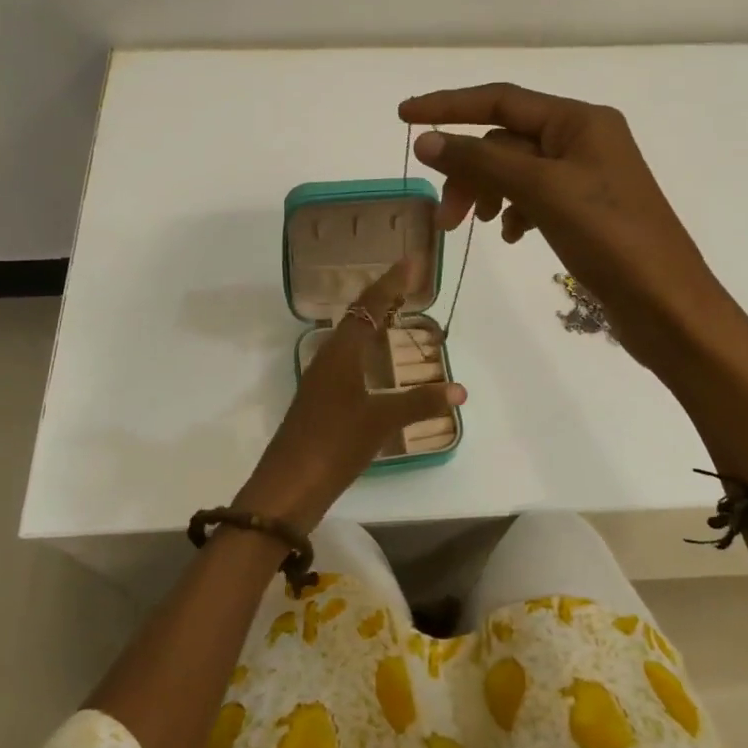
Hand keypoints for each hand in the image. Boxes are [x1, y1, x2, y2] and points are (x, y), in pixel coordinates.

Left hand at [239, 256, 466, 528]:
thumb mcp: (380, 421)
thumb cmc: (333, 444)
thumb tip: (459, 389)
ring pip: (351, 337)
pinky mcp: (321, 400)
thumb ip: (420, 403)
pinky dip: (367, 347)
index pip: (369, 306)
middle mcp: (328, 358)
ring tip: (398, 311)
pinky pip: (348, 358)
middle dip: (384, 295)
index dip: (392, 283)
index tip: (413, 261)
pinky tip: (376, 361)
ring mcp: (322, 380)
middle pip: (358, 316)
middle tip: (410, 280)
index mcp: (340, 353)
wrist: (287, 485)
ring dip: (374, 320)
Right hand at [399, 83, 733, 380]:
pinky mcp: (587, 210)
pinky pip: (534, 197)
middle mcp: (584, 138)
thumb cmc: (609, 238)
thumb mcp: (541, 191)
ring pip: (516, 171)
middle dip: (468, 171)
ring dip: (487, 193)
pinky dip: (514, 211)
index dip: (449, 106)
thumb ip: (481, 161)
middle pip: (505, 141)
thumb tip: (426, 140)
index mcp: (580, 120)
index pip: (500, 101)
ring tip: (470, 227)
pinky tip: (510, 235)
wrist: (666, 304)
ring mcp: (587, 176)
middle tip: (444, 216)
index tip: (403, 116)